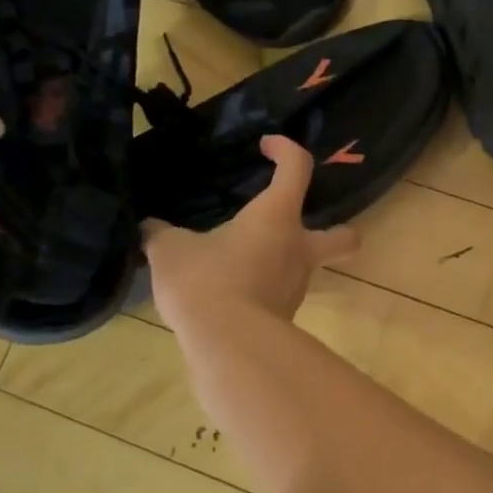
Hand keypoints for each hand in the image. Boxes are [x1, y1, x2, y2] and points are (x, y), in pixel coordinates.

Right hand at [142, 136, 359, 328]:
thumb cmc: (206, 281)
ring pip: (305, 268)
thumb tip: (149, 229)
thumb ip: (161, 235)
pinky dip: (263, 289)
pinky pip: (279, 294)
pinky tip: (232, 292)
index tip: (267, 146)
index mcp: (277, 217)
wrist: (227, 345)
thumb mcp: (171, 251)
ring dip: (282, 261)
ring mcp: (296, 286)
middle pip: (343, 238)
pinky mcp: (285, 317)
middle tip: (302, 229)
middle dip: (336, 231)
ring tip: (241, 262)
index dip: (286, 149)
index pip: (297, 168)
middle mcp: (298, 248)